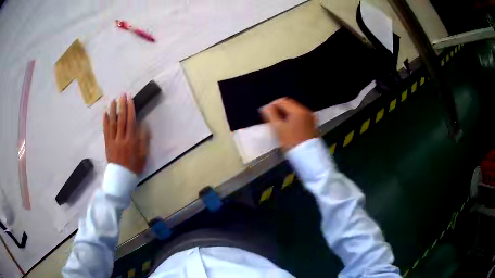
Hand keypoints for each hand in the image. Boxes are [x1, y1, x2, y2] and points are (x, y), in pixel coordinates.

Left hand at [103, 94, 148, 174]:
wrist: (121, 178)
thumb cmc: (134, 167)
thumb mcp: (143, 155)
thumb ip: (144, 140)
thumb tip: (144, 125)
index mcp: (131, 141)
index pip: (131, 121)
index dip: (130, 109)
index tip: (130, 98)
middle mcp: (122, 138)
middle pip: (121, 119)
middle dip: (122, 106)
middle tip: (122, 94)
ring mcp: (113, 141)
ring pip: (113, 123)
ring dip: (113, 111)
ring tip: (113, 100)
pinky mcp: (107, 144)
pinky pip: (106, 131)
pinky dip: (105, 121)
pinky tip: (105, 113)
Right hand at [261, 97, 317, 150]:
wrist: (308, 156)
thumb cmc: (291, 142)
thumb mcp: (278, 128)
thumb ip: (271, 115)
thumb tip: (265, 107)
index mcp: (299, 110)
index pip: (283, 101)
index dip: (273, 104)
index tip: (266, 112)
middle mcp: (306, 111)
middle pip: (290, 105)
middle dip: (280, 109)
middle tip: (271, 118)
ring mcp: (311, 118)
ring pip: (295, 111)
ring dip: (286, 114)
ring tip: (279, 123)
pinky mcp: (312, 125)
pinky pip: (300, 117)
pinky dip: (293, 119)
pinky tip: (288, 126)